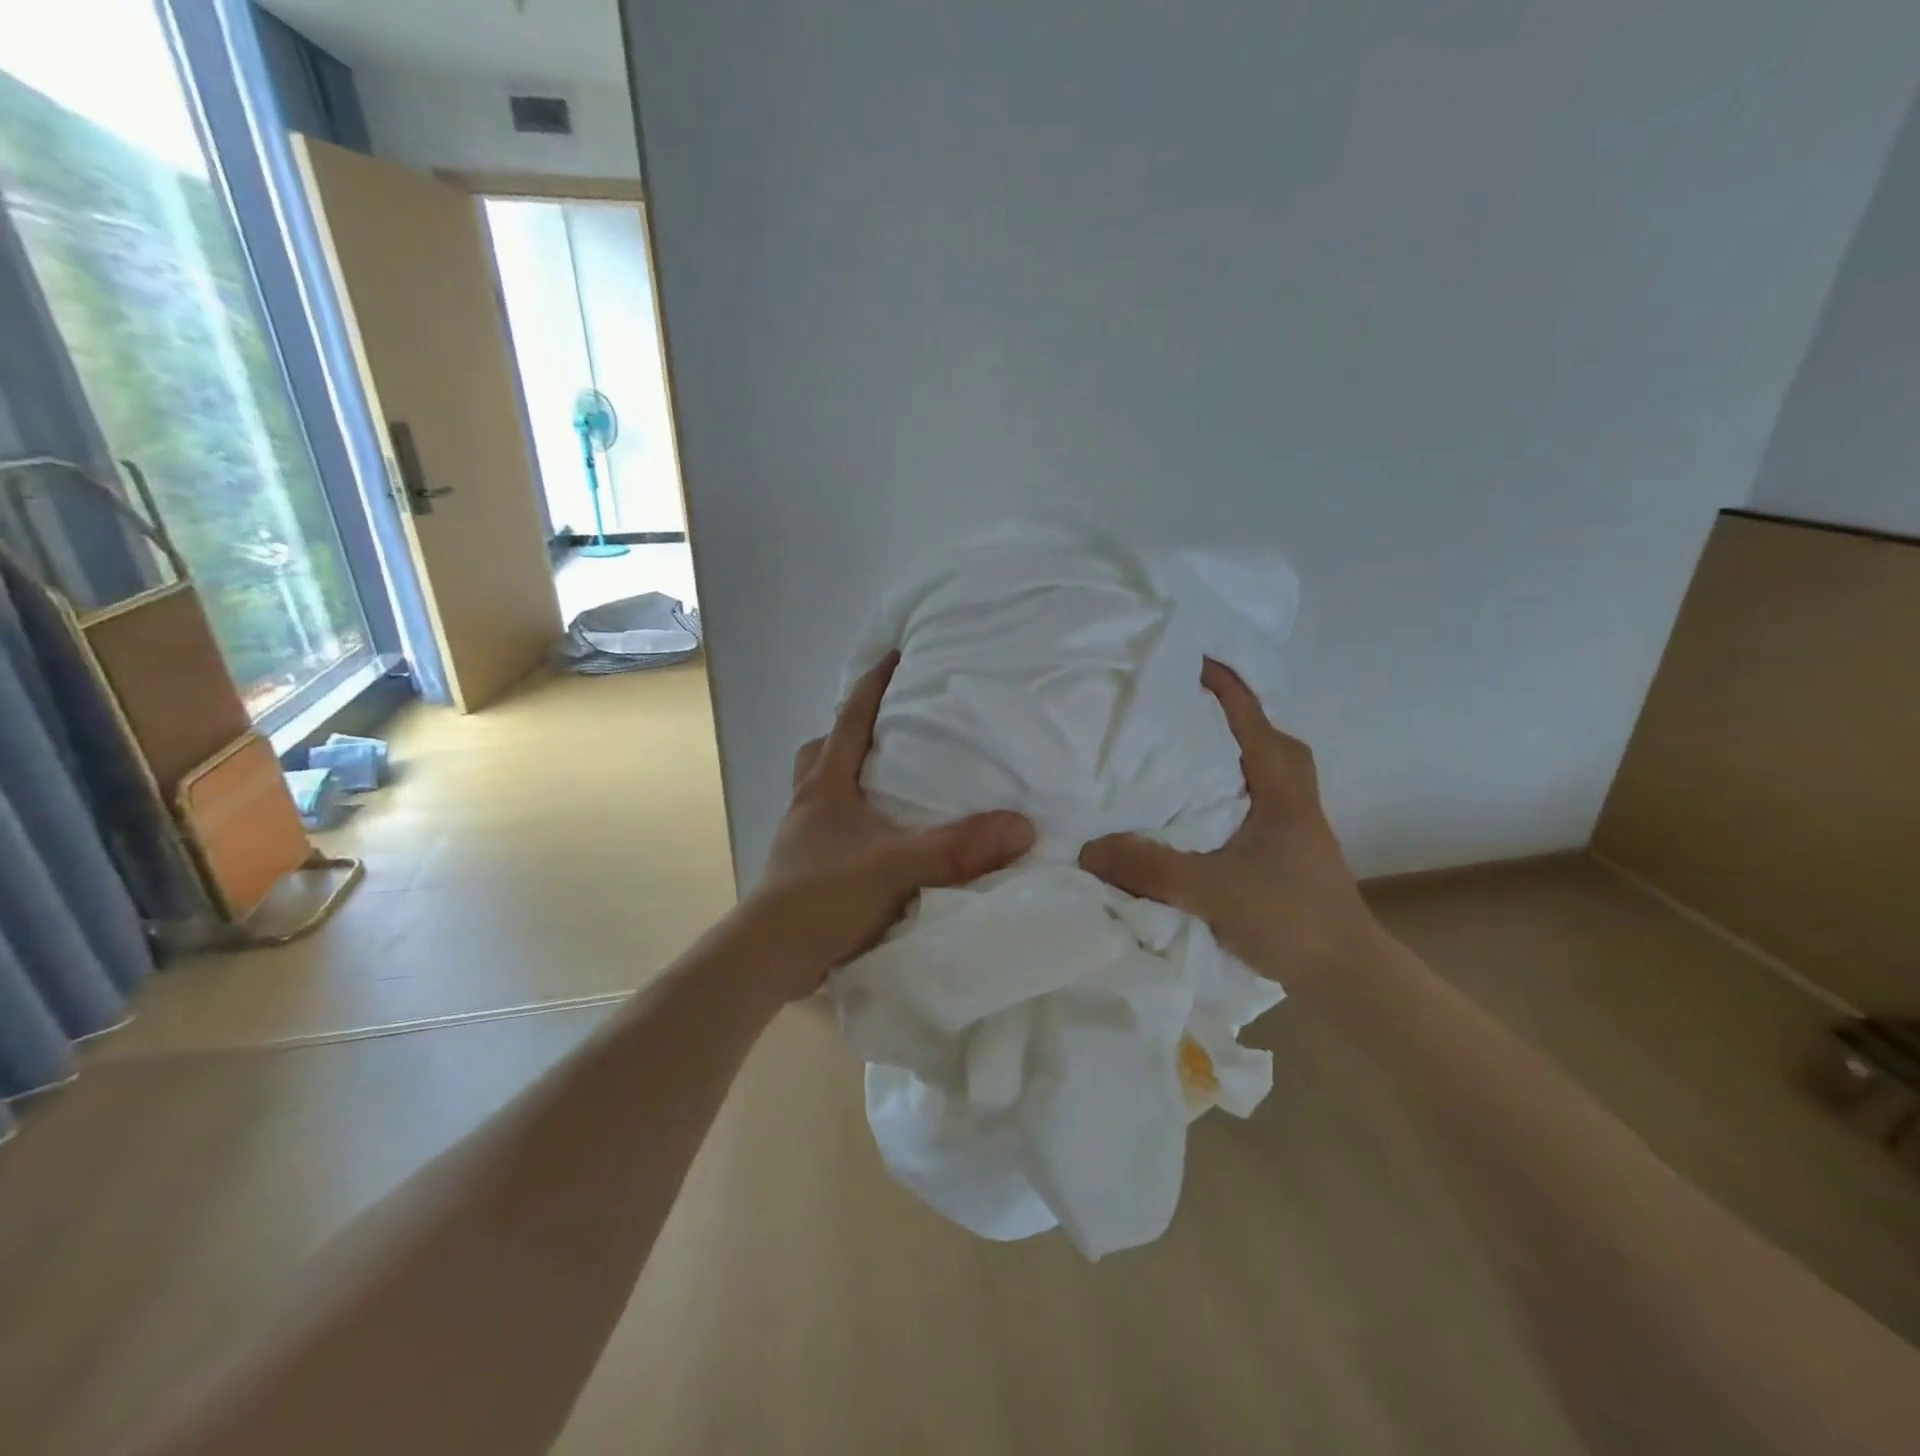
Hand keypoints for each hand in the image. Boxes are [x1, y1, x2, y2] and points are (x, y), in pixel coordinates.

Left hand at [744, 651, 1035, 999]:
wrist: (767, 959)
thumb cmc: (823, 897)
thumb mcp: (896, 866)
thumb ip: (958, 848)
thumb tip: (1022, 826)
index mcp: (827, 785)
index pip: (851, 720)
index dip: (873, 685)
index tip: (895, 655)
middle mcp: (810, 803)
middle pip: (823, 751)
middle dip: (851, 734)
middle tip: (888, 733)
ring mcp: (803, 838)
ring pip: (823, 790)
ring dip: (850, 780)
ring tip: (890, 787)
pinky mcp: (806, 871)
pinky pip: (832, 828)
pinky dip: (855, 822)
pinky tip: (882, 842)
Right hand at [1079, 658, 1376, 992]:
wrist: (1347, 976)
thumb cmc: (1291, 919)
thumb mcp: (1212, 890)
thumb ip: (1151, 868)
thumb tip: (1089, 848)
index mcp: (1281, 793)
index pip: (1254, 723)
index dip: (1226, 688)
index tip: (1194, 659)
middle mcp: (1293, 802)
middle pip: (1273, 742)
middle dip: (1239, 718)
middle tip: (1193, 712)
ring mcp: (1296, 830)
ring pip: (1270, 774)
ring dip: (1237, 756)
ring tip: (1191, 758)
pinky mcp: (1289, 857)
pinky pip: (1259, 805)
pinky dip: (1233, 794)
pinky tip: (1201, 815)